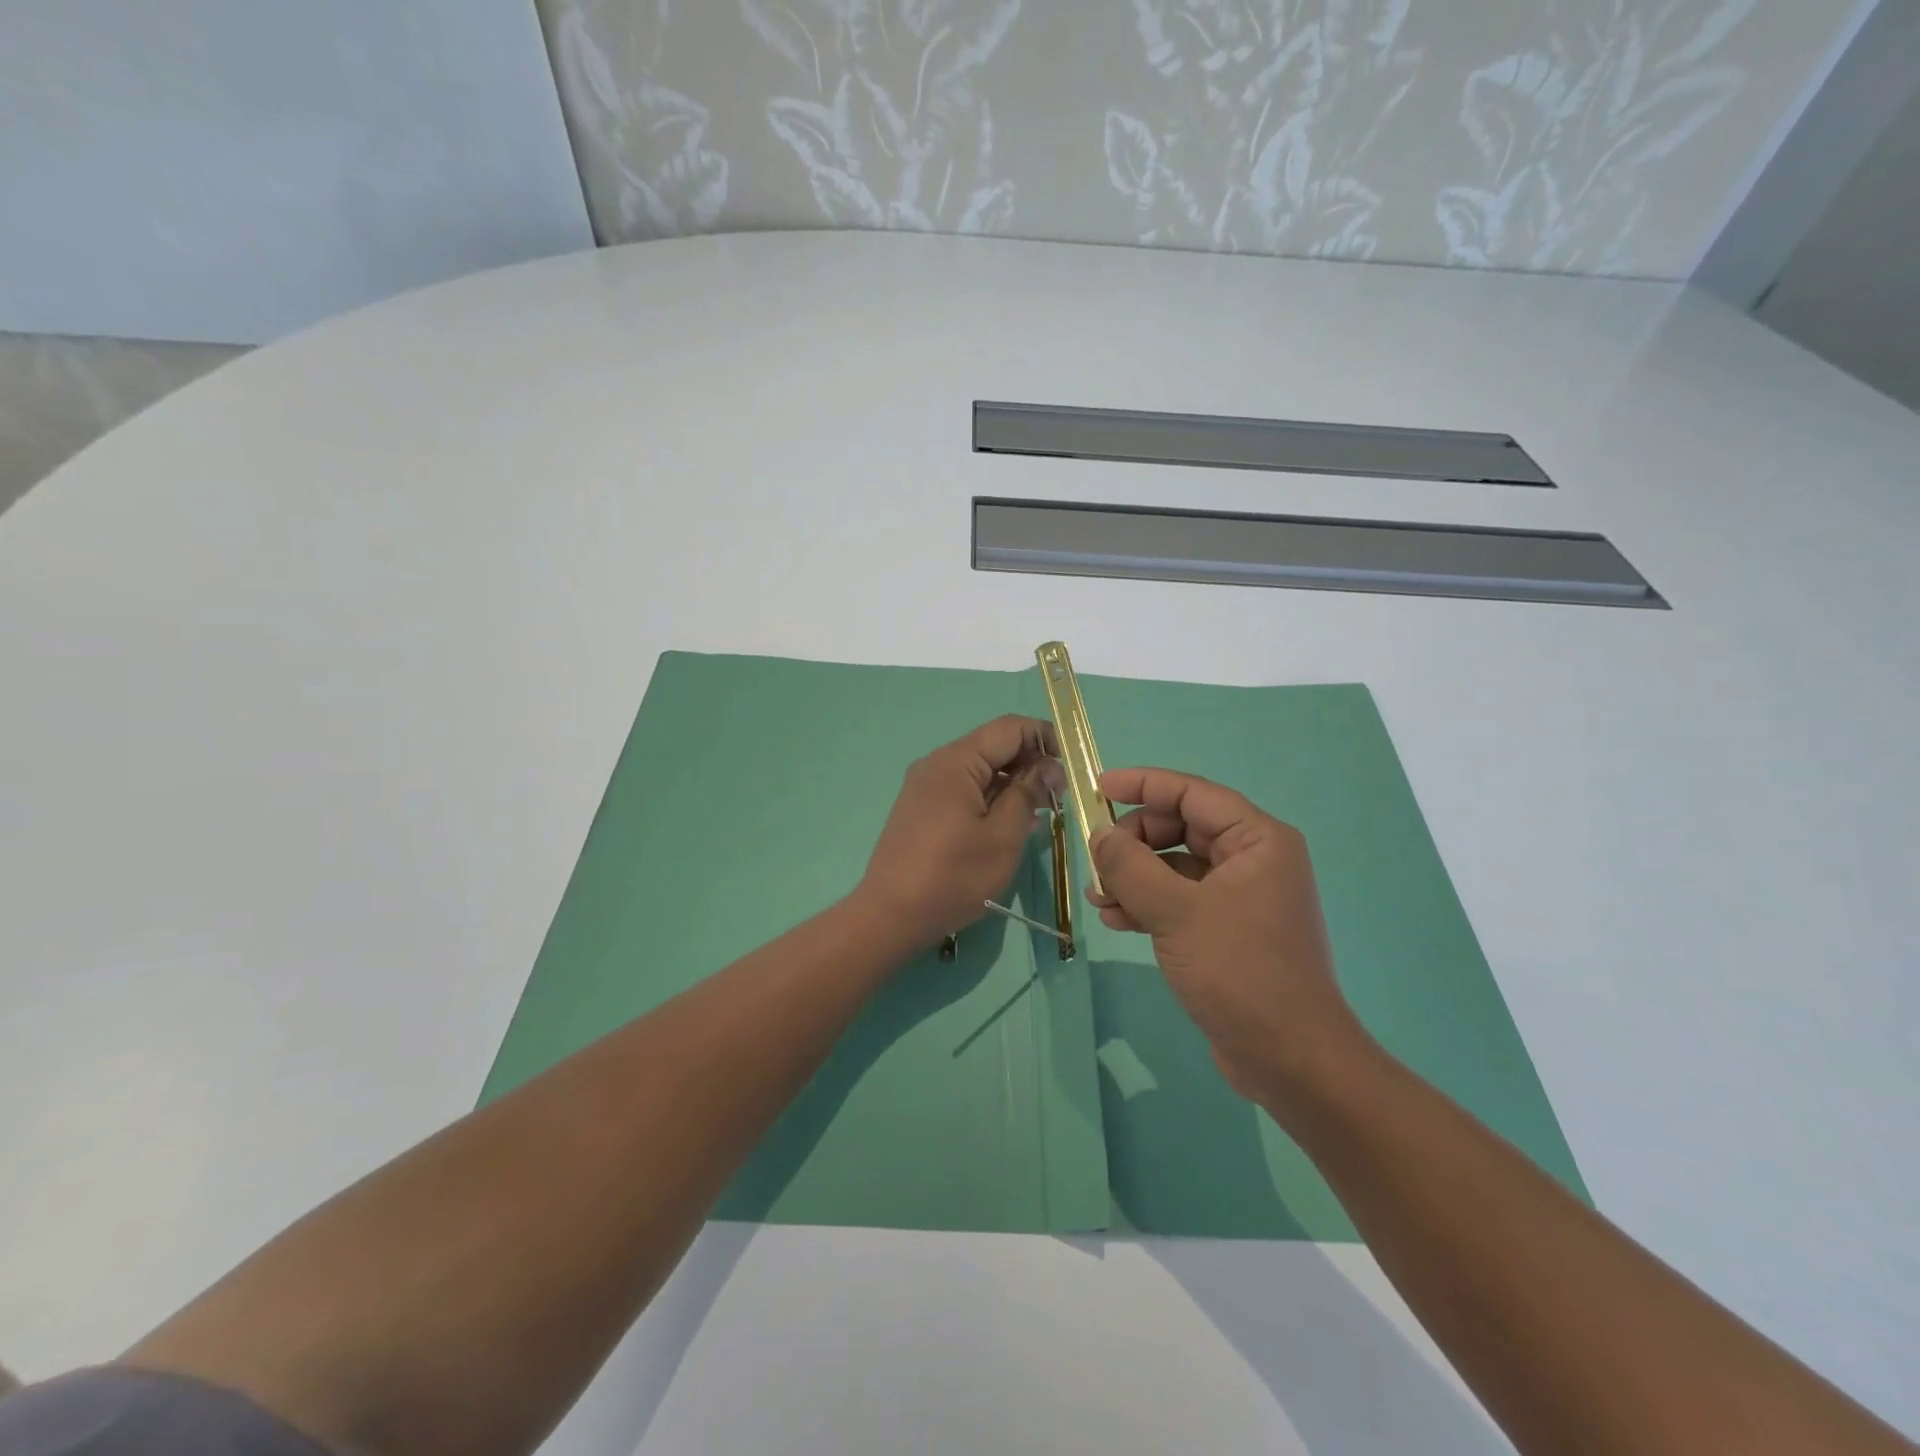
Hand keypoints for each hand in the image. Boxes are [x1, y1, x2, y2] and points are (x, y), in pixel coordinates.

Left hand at [856, 716, 1063, 949]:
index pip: (1010, 728)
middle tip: (1058, 798)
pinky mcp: (922, 808)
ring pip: (980, 770)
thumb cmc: (953, 875)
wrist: (890, 915)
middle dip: (1031, 764)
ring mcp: (926, 786)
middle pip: (994, 747)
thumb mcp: (1003, 836)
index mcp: (956, 761)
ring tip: (1039, 814)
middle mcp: (937, 764)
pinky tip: (1009, 825)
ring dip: (1012, 784)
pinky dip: (991, 799)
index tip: (1071, 768)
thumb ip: (1028, 793)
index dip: (1046, 738)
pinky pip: (964, 790)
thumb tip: (1048, 766)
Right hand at [1088, 767, 1372, 1104]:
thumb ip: (1131, 867)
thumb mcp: (1177, 913)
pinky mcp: (1225, 930)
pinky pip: (1178, 899)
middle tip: (1098, 863)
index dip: (1143, 784)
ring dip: (1133, 876)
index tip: (1097, 786)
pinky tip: (1115, 920)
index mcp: (1257, 840)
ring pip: (1174, 866)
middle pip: (1180, 827)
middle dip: (1134, 842)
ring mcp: (1239, 897)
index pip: (1192, 793)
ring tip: (1098, 898)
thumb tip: (1100, 835)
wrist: (1290, 1060)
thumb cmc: (1241, 972)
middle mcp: (1252, 859)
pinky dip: (1146, 904)